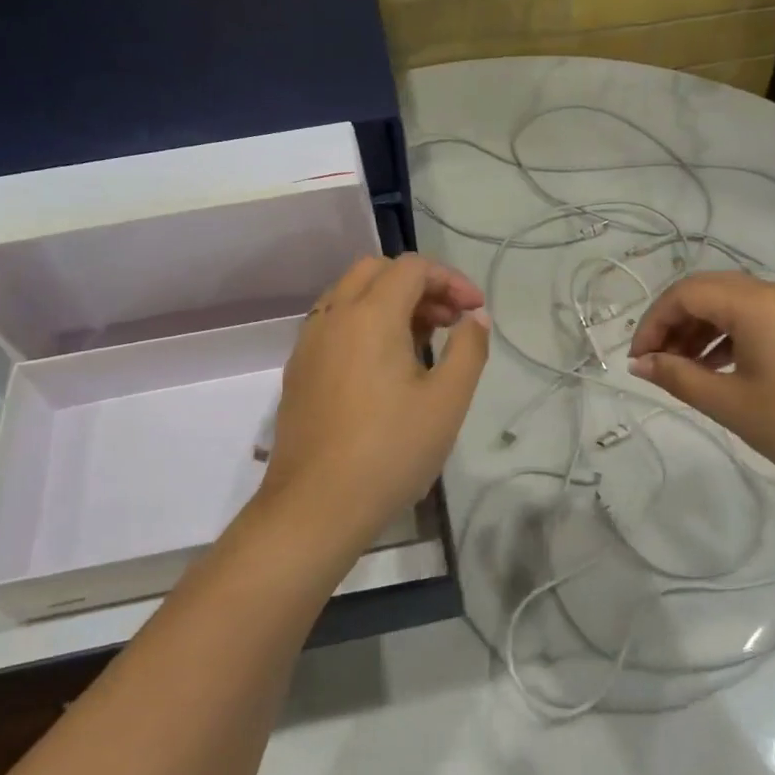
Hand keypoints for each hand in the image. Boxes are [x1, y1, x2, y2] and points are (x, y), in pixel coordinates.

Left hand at [255, 255, 489, 562]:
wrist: (316, 506)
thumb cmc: (390, 451)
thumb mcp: (447, 401)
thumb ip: (468, 349)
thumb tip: (475, 318)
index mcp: (369, 316)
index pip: (412, 268)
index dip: (451, 280)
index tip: (475, 312)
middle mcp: (333, 317)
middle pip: (376, 271)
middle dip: (419, 285)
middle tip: (450, 320)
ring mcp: (309, 343)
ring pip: (350, 295)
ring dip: (390, 302)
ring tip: (423, 341)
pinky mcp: (299, 371)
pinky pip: (334, 324)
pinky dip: (365, 323)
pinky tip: (385, 366)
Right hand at [627, 272, 774, 497]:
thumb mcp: (732, 404)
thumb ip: (679, 378)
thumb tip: (640, 363)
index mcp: (754, 303)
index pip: (685, 293)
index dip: (653, 322)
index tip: (638, 361)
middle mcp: (774, 293)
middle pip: (706, 292)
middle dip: (672, 324)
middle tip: (655, 364)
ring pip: (730, 305)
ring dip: (698, 331)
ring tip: (681, 371)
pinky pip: (754, 319)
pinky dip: (726, 338)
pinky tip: (716, 369)